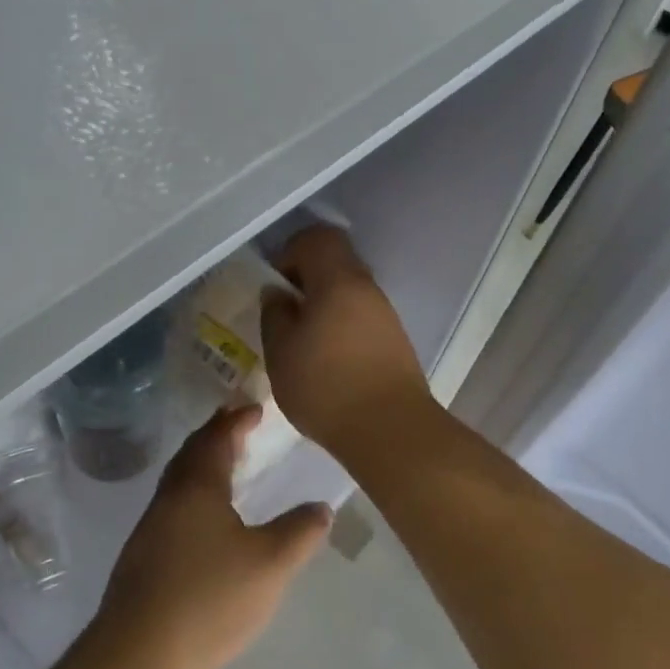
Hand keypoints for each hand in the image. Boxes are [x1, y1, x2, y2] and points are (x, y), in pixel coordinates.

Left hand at [93, 406, 328, 668]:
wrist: (137, 655)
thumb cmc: (209, 599)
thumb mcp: (271, 565)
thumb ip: (300, 532)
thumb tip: (320, 507)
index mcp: (198, 487)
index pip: (218, 437)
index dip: (237, 420)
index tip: (255, 408)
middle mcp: (169, 497)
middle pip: (192, 453)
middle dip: (215, 434)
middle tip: (238, 425)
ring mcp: (150, 527)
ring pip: (178, 480)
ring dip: (202, 463)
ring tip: (226, 466)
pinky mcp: (142, 556)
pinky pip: (173, 504)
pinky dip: (192, 492)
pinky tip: (204, 518)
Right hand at [260, 226, 432, 459]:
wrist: (389, 430)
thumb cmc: (325, 386)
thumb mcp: (281, 352)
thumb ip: (275, 315)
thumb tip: (278, 294)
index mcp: (339, 281)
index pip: (318, 238)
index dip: (291, 251)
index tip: (275, 284)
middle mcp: (367, 289)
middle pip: (335, 265)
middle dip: (305, 282)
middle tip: (283, 315)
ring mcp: (386, 316)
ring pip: (348, 294)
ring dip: (323, 308)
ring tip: (302, 344)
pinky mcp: (395, 343)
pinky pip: (360, 319)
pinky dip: (340, 328)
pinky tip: (326, 362)